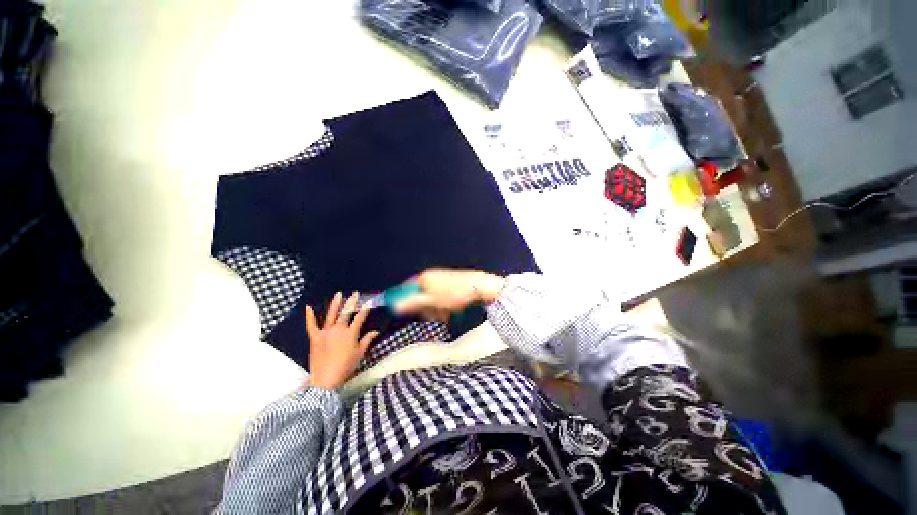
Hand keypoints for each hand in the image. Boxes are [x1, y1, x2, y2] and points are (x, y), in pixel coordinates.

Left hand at [304, 292, 378, 389]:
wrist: (325, 379)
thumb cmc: (346, 366)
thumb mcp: (360, 353)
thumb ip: (367, 340)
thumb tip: (376, 331)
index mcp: (351, 333)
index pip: (360, 318)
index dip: (365, 310)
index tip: (368, 302)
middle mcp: (338, 329)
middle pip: (346, 312)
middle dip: (351, 302)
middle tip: (355, 293)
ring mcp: (325, 332)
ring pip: (331, 315)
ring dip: (335, 304)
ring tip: (338, 294)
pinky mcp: (314, 337)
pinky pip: (311, 325)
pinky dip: (309, 316)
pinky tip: (308, 307)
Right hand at [394, 268, 504, 321]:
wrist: (479, 287)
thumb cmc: (456, 292)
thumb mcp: (432, 300)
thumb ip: (413, 303)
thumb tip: (396, 306)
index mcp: (425, 277)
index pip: (406, 289)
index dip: (405, 302)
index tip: (405, 313)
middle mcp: (432, 277)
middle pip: (420, 297)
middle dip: (426, 309)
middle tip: (435, 314)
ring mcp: (442, 281)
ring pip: (432, 301)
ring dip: (437, 310)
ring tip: (447, 312)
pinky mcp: (451, 286)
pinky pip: (442, 300)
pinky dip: (445, 307)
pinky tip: (453, 310)